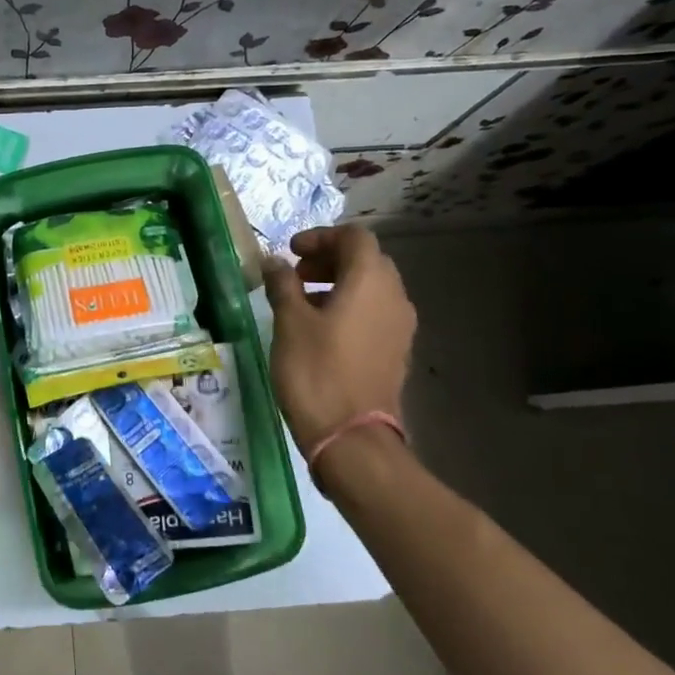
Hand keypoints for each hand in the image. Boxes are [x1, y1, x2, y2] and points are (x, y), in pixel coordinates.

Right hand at [262, 225, 415, 454]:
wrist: (351, 438)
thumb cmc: (316, 371)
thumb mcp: (289, 322)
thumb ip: (282, 284)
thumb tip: (274, 262)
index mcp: (371, 281)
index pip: (354, 237)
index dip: (321, 236)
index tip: (291, 252)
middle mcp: (394, 297)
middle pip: (367, 260)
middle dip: (330, 259)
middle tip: (296, 274)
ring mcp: (400, 327)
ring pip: (372, 288)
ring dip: (339, 284)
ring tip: (303, 302)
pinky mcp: (396, 351)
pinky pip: (375, 313)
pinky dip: (350, 307)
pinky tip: (321, 329)